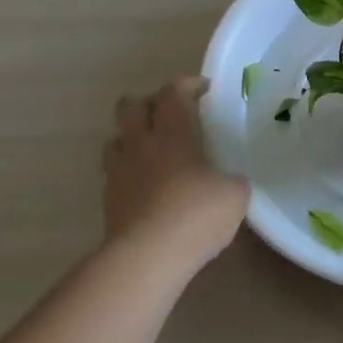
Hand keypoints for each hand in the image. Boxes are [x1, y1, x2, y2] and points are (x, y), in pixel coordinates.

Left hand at [102, 78, 249, 271]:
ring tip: (151, 152)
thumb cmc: (196, 215)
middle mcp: (141, 144)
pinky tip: (145, 188)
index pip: (173, 93)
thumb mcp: (234, 195)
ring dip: (131, 138)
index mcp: (173, 134)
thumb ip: (232, 180)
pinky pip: (113, 174)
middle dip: (148, 104)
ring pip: (115, 138)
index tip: (204, 90)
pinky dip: (128, 173)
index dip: (188, 85)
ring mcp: (119, 172)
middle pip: (130, 106)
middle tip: (169, 116)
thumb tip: (228, 182)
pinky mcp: (108, 201)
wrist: (147, 257)